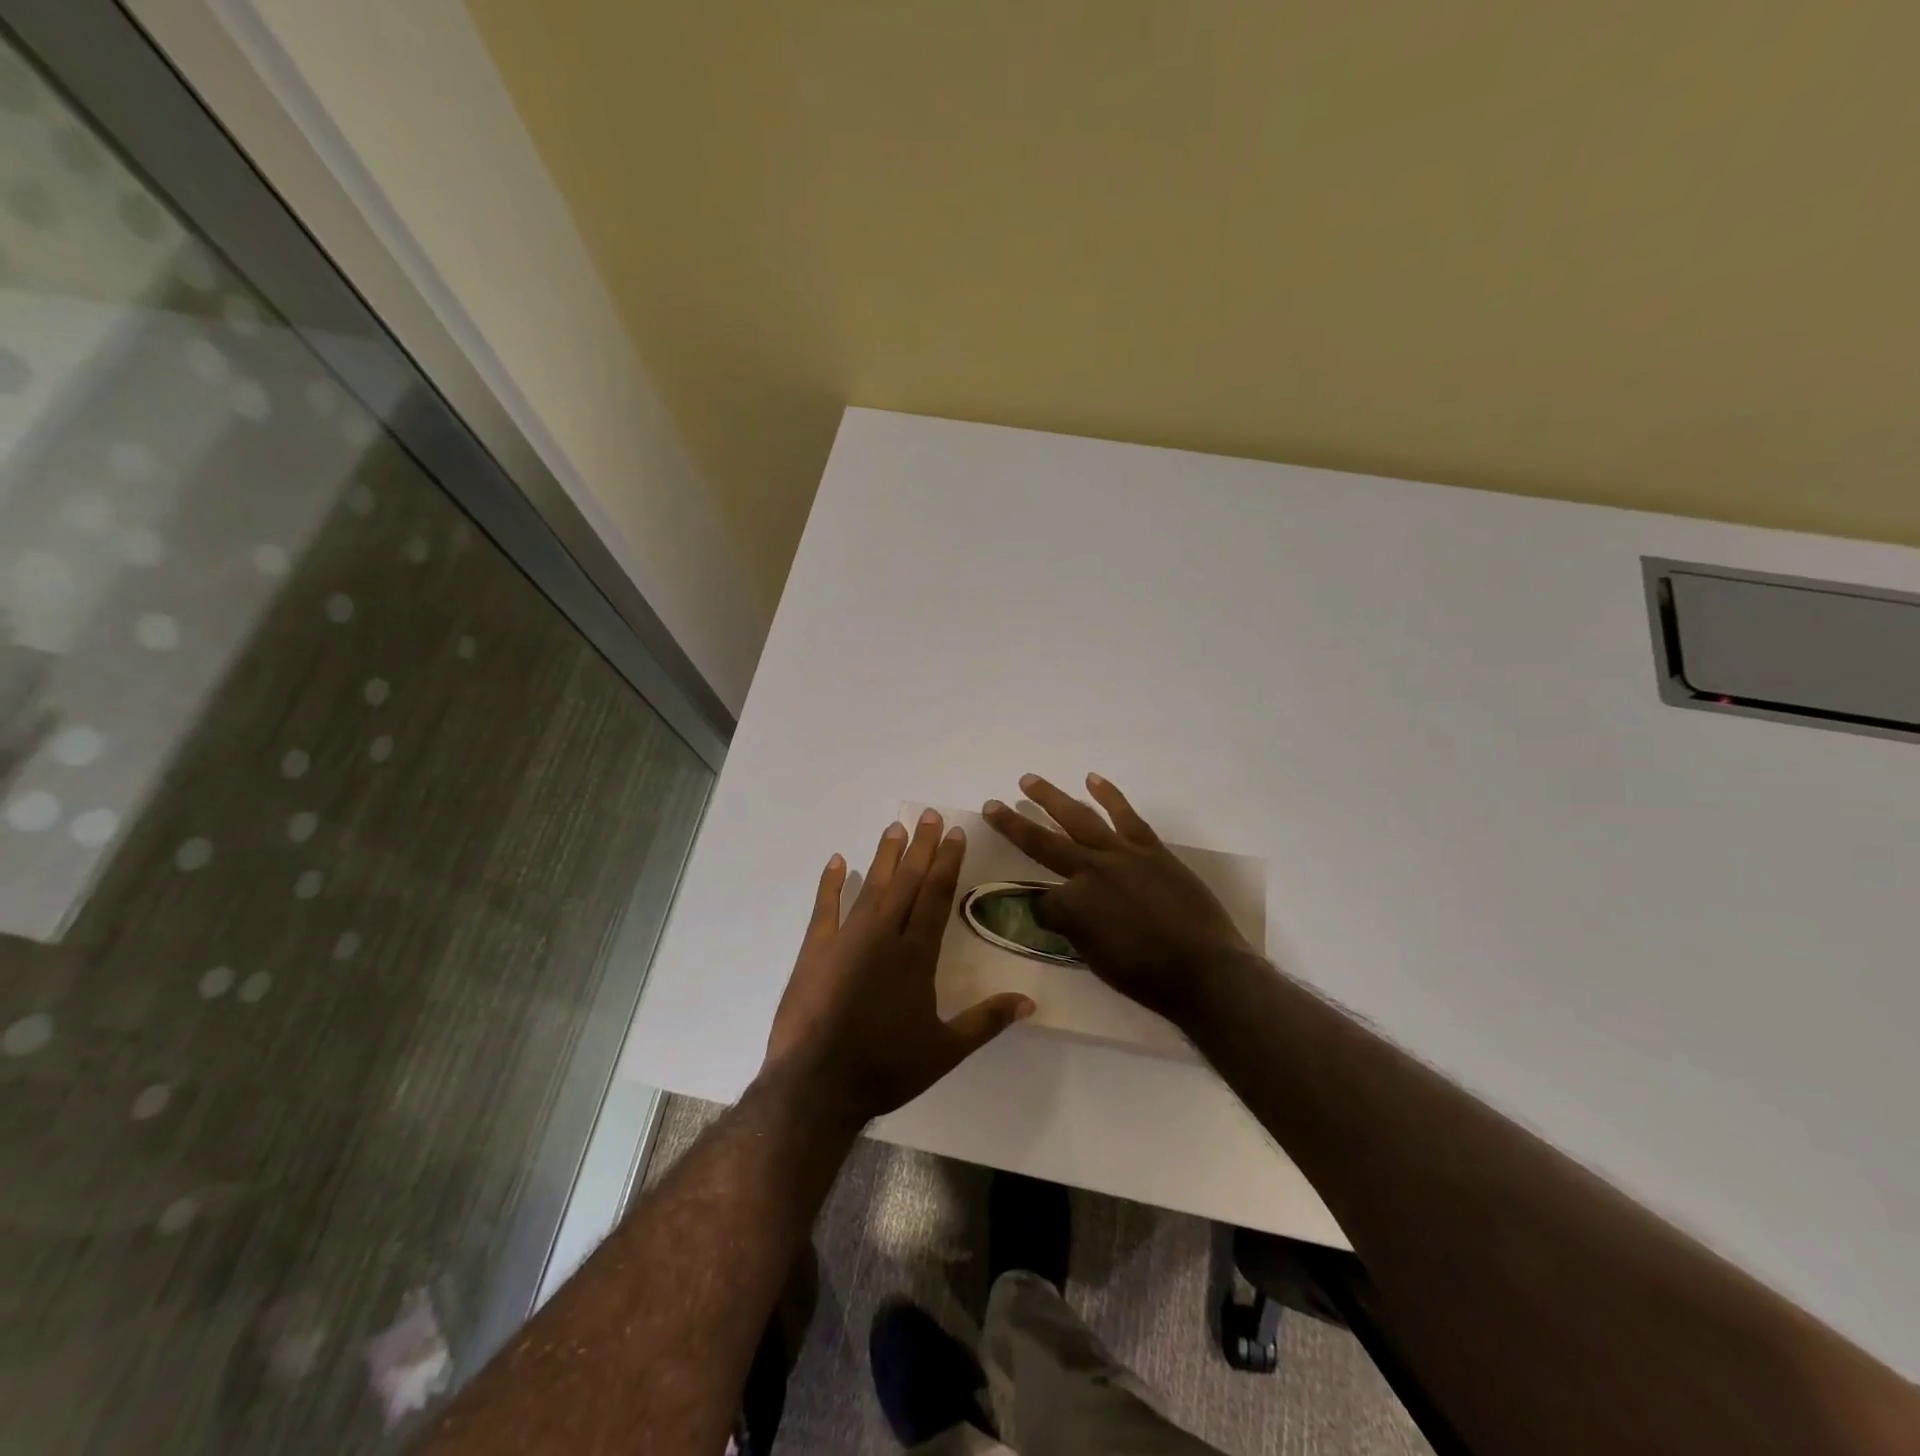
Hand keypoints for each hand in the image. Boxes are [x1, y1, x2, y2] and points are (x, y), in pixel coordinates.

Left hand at [764, 809, 1034, 1124]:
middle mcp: (884, 936)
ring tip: (894, 827)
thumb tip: (1030, 1001)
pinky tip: (837, 861)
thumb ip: (987, 1021)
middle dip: (920, 847)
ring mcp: (846, 939)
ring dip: (884, 856)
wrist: (817, 1085)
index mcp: (916, 954)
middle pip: (906, 881)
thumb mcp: (945, 1050)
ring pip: (871, 886)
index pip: (936, 895)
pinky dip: (831, 883)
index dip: (946, 862)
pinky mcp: (815, 950)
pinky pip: (825, 908)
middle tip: (928, 815)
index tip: (954, 833)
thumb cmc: (886, 1067)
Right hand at [982, 774, 1253, 1027]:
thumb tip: (1059, 912)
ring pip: (1078, 818)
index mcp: (1072, 906)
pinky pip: (1125, 815)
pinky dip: (1109, 795)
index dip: (1040, 910)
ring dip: (1050, 798)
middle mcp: (1089, 871)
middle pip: (1041, 843)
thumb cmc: (1147, 977)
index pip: (1041, 900)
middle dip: (1013, 824)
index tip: (1046, 917)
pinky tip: (1092, 779)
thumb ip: (1072, 929)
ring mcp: (1121, 854)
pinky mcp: (1149, 848)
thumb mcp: (1095, 960)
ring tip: (1028, 780)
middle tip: (991, 805)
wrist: (1205, 969)